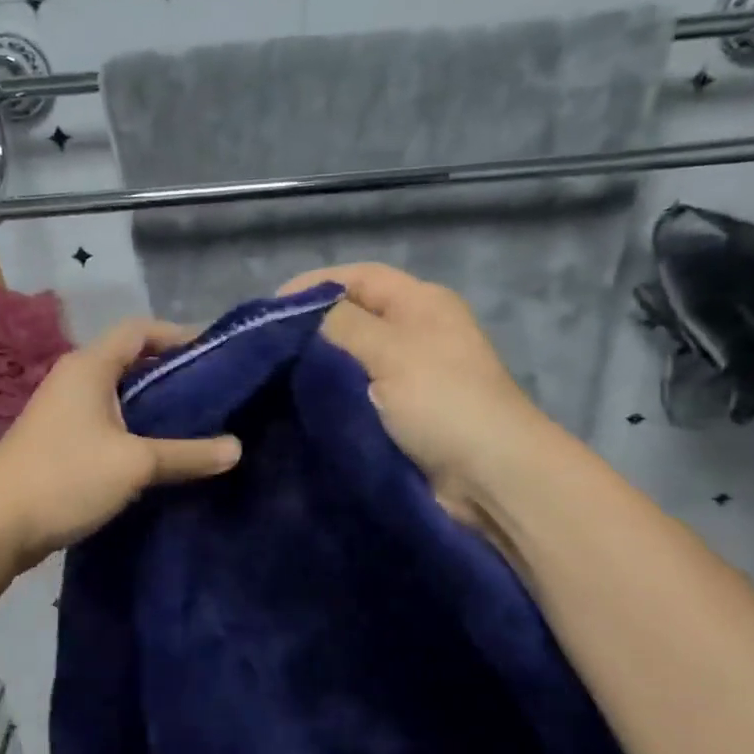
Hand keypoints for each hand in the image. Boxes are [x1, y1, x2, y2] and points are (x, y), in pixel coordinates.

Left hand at [0, 319, 241, 567]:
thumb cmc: (65, 477)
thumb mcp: (135, 464)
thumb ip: (188, 454)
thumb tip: (237, 448)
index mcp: (90, 366)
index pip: (140, 329)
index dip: (179, 334)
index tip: (215, 354)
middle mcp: (75, 379)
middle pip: (131, 361)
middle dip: (172, 373)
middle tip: (215, 393)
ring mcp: (63, 412)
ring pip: (119, 396)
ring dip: (154, 406)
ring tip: (196, 424)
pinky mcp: (59, 442)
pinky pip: (107, 424)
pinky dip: (135, 430)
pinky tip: (159, 454)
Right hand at [280, 264, 550, 528]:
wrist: (489, 476)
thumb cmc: (442, 401)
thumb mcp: (389, 350)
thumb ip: (340, 324)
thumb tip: (299, 317)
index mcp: (420, 303)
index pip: (358, 277)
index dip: (312, 286)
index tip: (267, 310)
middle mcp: (416, 332)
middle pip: (353, 318)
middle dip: (310, 330)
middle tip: (264, 349)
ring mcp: (411, 376)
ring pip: (352, 360)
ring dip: (318, 368)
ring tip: (273, 379)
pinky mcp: (403, 416)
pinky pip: (358, 396)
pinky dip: (332, 398)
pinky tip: (299, 407)